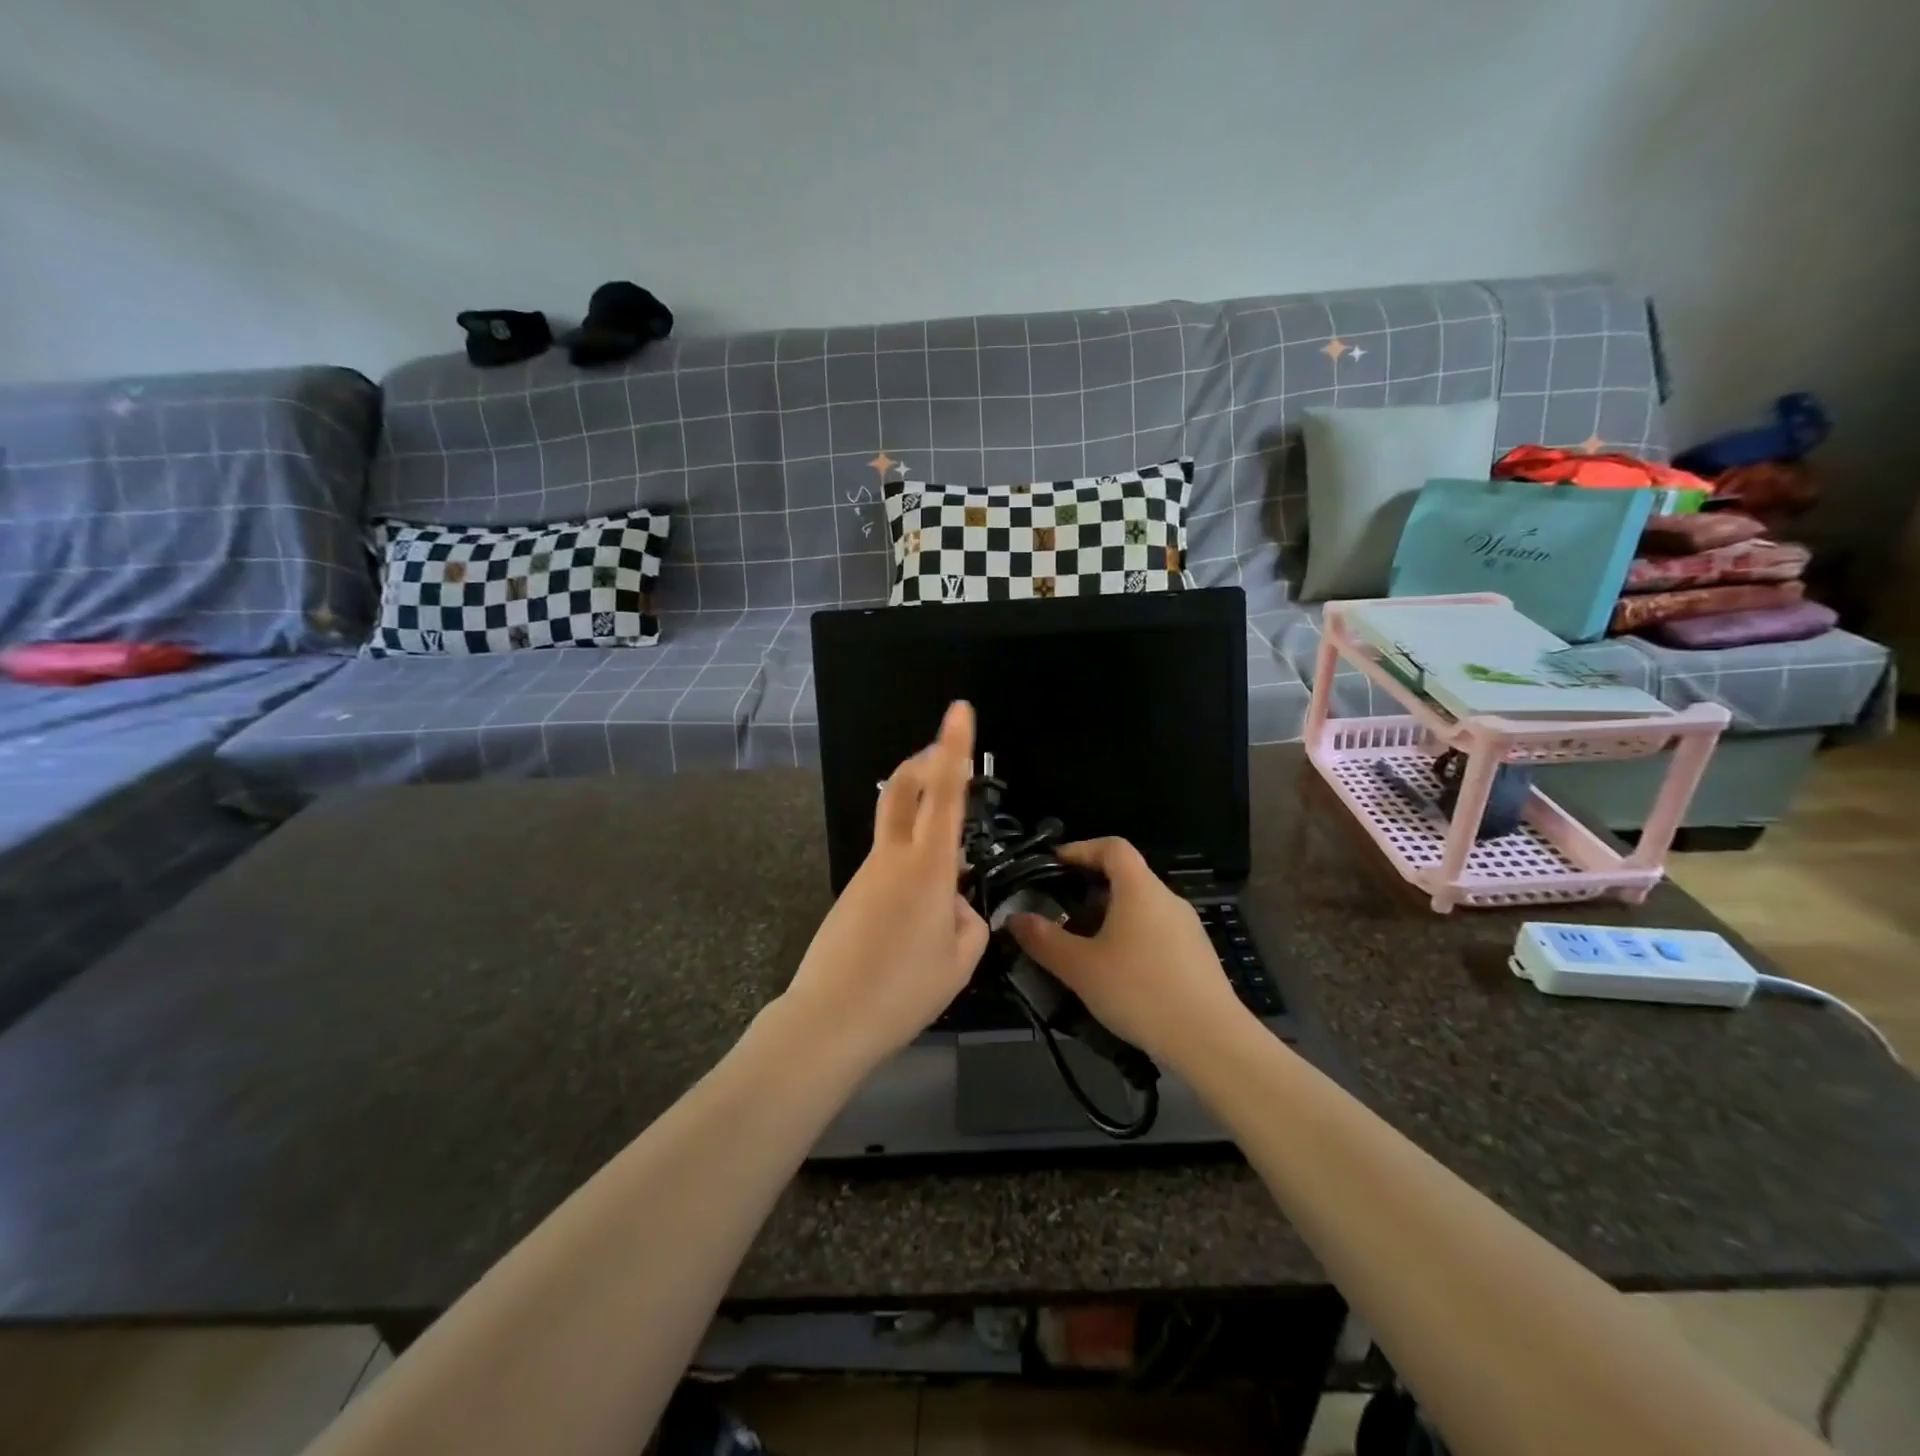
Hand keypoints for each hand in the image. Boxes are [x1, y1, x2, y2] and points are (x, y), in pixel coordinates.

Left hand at [777, 701, 989, 1072]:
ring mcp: (866, 873)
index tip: (959, 711)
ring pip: (897, 827)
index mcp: (928, 868)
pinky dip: (911, 866)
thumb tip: (954, 903)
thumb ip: (968, 921)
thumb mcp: (960, 962)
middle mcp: (892, 857)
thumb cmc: (903, 990)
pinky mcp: (851, 893)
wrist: (828, 1020)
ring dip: (922, 822)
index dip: (954, 748)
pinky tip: (918, 917)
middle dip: (925, 761)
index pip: (944, 794)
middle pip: (903, 788)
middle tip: (945, 756)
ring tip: (949, 882)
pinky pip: (888, 864)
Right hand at [1008, 838, 1251, 1070]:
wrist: (1210, 1040)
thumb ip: (1044, 940)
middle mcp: (1168, 899)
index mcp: (1140, 889)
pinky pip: (1157, 933)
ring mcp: (1188, 927)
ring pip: (1142, 908)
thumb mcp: (1080, 967)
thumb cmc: (1139, 991)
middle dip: (1091, 890)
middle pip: (1127, 877)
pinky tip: (1119, 974)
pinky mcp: (1198, 956)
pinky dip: (1132, 939)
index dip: (1081, 849)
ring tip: (1085, 947)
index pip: (1112, 847)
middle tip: (1062, 913)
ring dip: (1111, 918)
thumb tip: (1014, 918)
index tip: (1054, 864)